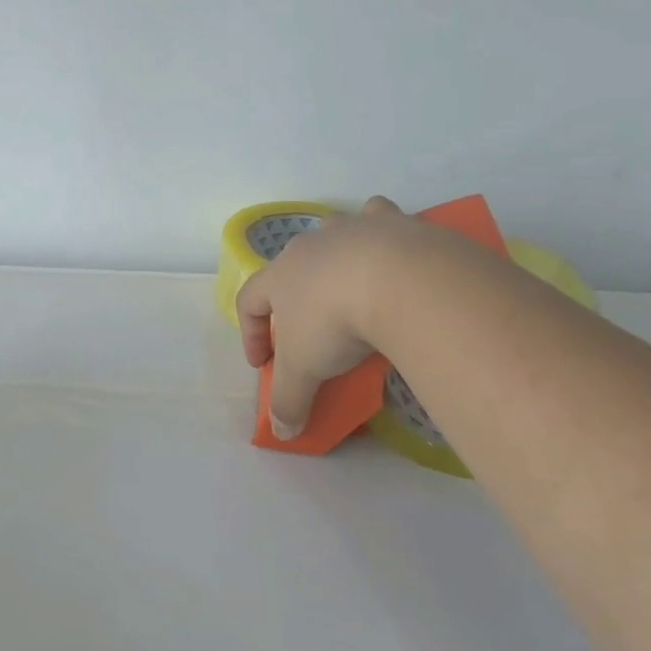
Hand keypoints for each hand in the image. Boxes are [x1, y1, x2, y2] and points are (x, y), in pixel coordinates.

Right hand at [235, 197, 423, 436]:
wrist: (400, 280)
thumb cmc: (336, 323)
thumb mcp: (305, 371)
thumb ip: (290, 400)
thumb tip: (283, 432)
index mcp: (282, 274)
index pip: (250, 300)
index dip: (251, 333)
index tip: (263, 364)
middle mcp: (312, 244)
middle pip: (291, 265)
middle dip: (295, 297)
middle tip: (310, 331)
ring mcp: (353, 227)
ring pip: (333, 234)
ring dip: (335, 258)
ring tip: (351, 287)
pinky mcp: (395, 221)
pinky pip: (380, 218)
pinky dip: (382, 233)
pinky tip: (394, 252)